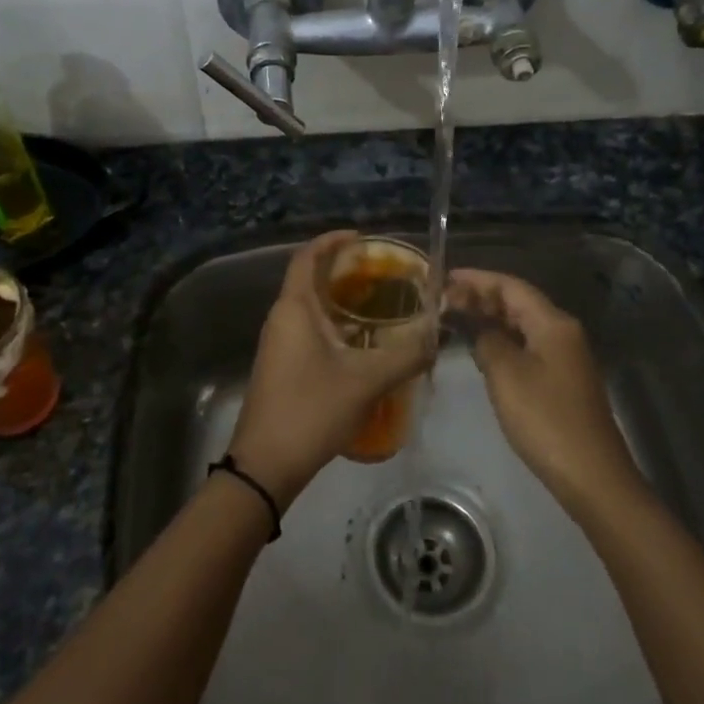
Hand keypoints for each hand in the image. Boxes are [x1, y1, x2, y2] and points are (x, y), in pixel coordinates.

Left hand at [227, 232, 434, 511]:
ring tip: (381, 303)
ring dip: (341, 300)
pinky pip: (310, 330)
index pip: (306, 257)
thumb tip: (437, 336)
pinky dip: (335, 325)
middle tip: (383, 272)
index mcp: (294, 309)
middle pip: (310, 279)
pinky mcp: (282, 367)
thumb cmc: (311, 410)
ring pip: (310, 308)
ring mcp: (279, 344)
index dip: (332, 241)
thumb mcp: (367, 381)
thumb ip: (406, 355)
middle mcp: (282, 319)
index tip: (362, 238)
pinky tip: (365, 343)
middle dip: (344, 271)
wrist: (266, 465)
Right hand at [446, 268, 642, 515]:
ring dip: (490, 319)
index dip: (476, 279)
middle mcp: (562, 331)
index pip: (510, 286)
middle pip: (518, 302)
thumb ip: (487, 340)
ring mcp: (564, 356)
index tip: (443, 277)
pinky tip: (481, 349)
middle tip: (442, 299)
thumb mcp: (506, 374)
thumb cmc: (545, 419)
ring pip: (522, 325)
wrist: (590, 474)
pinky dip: (502, 340)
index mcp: (553, 323)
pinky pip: (527, 346)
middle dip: (481, 297)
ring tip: (454, 318)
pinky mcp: (561, 379)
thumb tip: (477, 327)